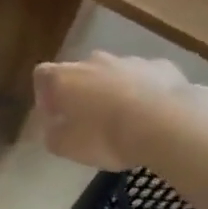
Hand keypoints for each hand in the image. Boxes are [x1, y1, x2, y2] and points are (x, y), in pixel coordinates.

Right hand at [34, 51, 207, 170]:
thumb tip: (53, 130)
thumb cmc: (107, 136)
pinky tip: (156, 114)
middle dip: (84, 93)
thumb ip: (54, 136)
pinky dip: (147, 92)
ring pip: (115, 74)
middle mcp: (93, 61)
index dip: (45, 95)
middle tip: (92, 121)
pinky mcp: (160, 67)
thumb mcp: (69, 147)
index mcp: (65, 78)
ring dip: (116, 91)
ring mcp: (128, 61)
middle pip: (81, 72)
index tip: (54, 116)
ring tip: (128, 120)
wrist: (165, 124)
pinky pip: (147, 78)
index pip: (42, 75)